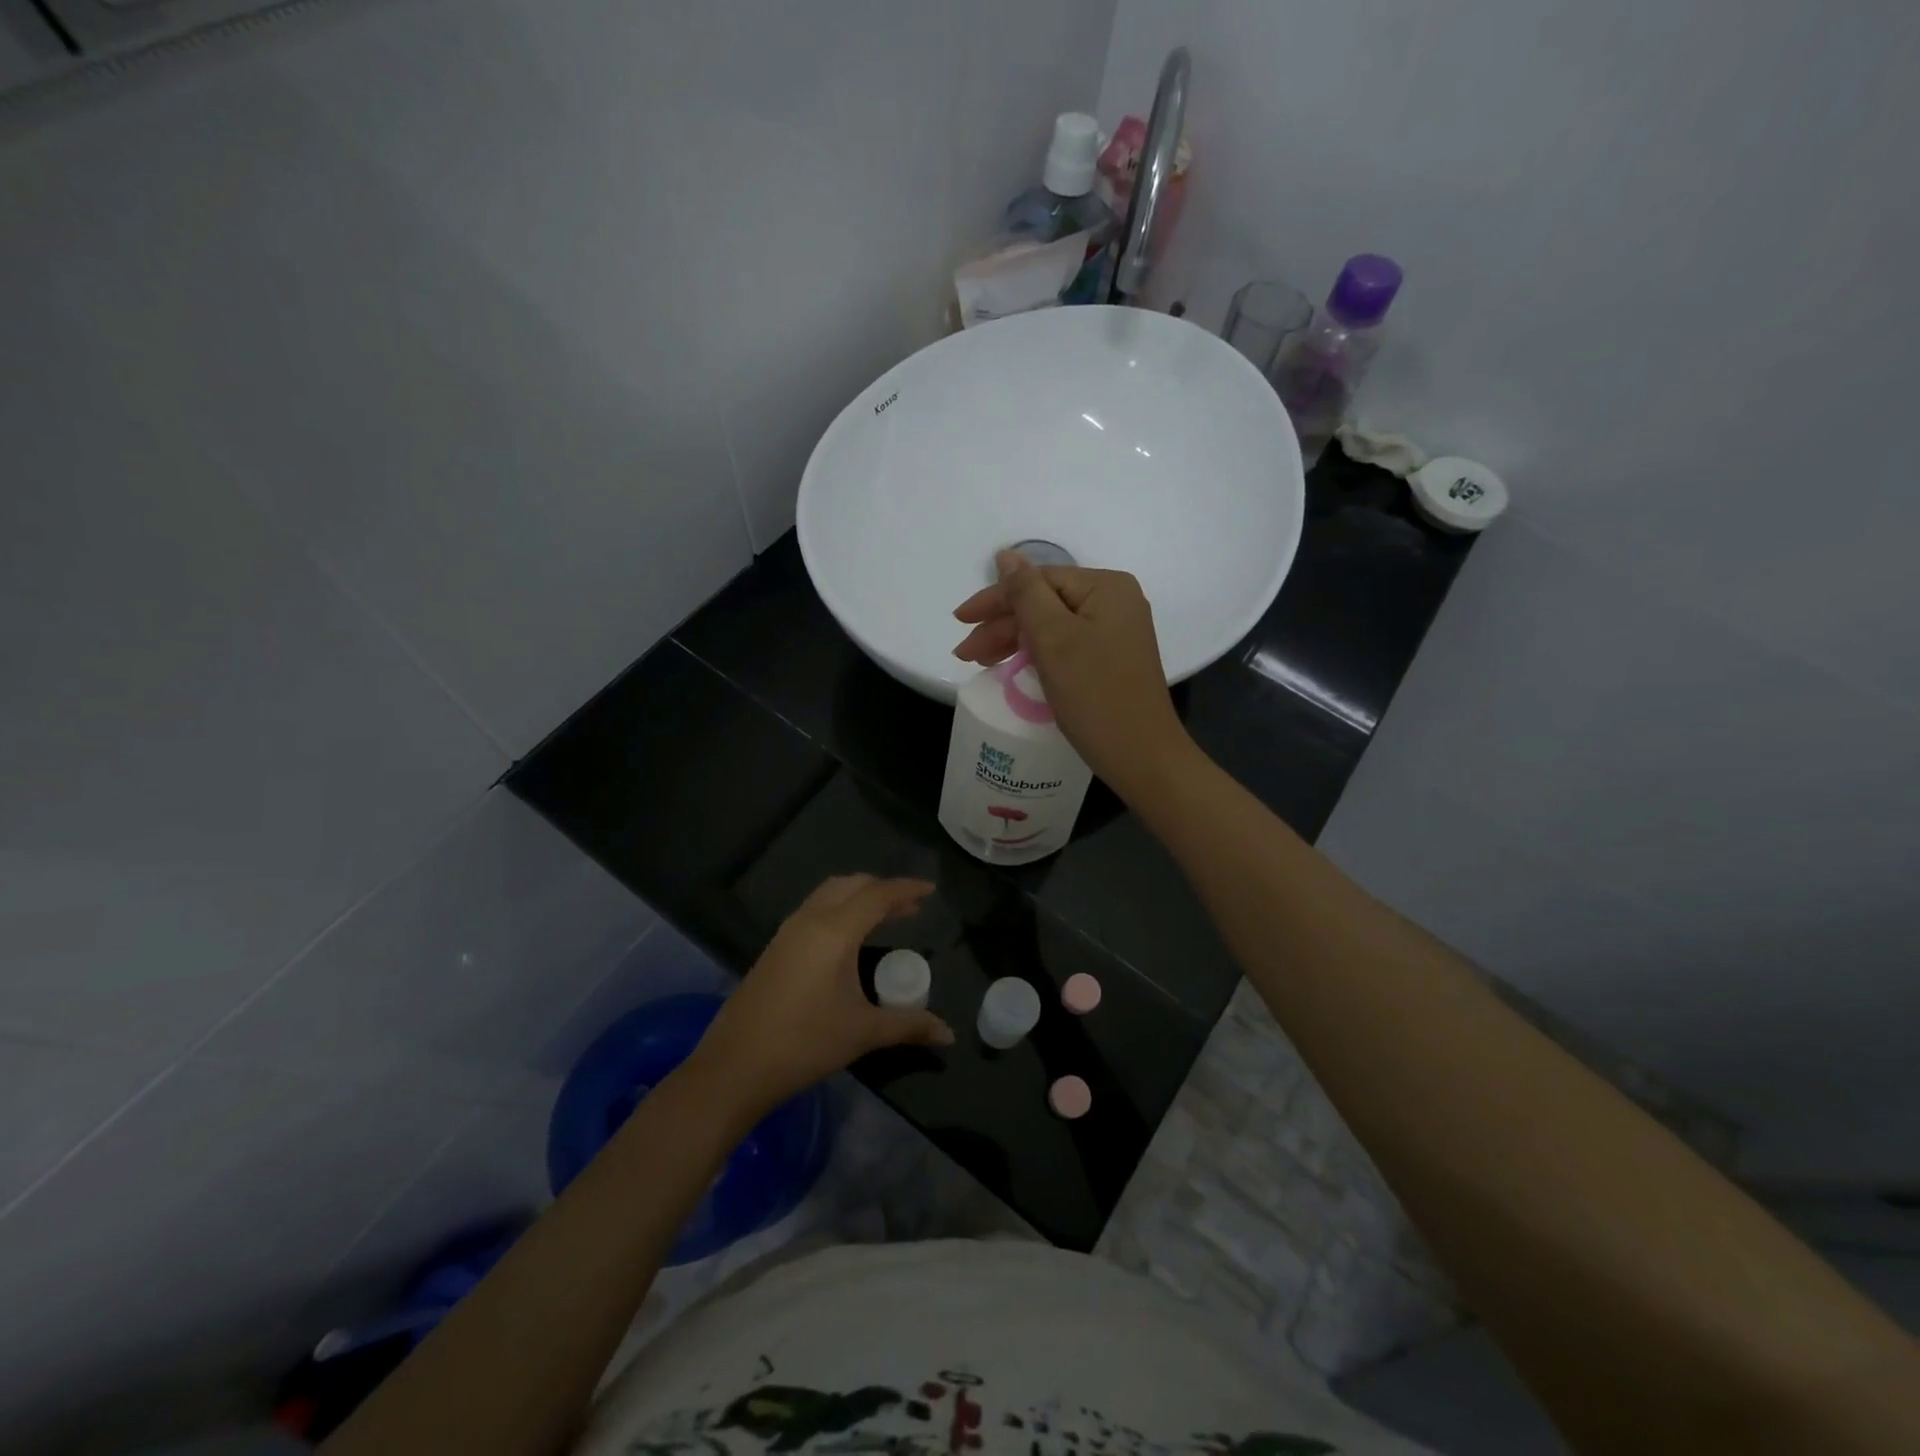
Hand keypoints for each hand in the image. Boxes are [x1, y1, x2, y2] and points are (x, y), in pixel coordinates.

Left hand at [691, 876, 952, 1118]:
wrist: (735, 1065)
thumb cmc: (805, 1043)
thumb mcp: (863, 1033)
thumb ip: (908, 1025)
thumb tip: (949, 1034)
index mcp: (834, 931)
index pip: (877, 895)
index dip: (907, 888)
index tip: (931, 889)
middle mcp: (810, 920)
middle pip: (851, 885)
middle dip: (883, 889)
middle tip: (910, 906)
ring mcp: (787, 932)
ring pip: (828, 894)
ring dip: (858, 897)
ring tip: (884, 917)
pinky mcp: (774, 948)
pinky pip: (814, 910)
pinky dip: (838, 909)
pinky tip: (847, 939)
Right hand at [952, 551, 1192, 796]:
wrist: (1141, 755)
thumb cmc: (1095, 694)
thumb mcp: (1053, 638)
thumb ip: (1025, 593)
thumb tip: (1005, 555)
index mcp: (1106, 587)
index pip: (1038, 580)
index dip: (995, 599)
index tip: (960, 621)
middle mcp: (1115, 602)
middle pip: (1045, 603)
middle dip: (1002, 626)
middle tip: (966, 654)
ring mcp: (1116, 632)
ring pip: (1052, 626)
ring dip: (1014, 641)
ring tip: (980, 662)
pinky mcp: (1112, 659)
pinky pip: (1065, 645)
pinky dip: (1036, 654)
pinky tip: (1013, 666)